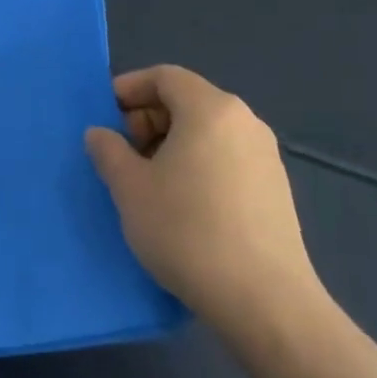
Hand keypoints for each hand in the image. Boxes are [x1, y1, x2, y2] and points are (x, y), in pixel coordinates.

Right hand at [86, 65, 324, 348]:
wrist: (263, 300)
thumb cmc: (186, 230)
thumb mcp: (129, 188)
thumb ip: (108, 151)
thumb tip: (101, 134)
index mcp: (210, 109)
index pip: (165, 76)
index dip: (128, 89)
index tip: (103, 118)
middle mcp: (244, 122)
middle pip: (187, 101)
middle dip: (147, 119)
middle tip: (121, 154)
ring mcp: (266, 156)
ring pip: (206, 131)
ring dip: (170, 145)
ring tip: (146, 183)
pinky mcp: (275, 189)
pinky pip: (225, 158)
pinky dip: (196, 165)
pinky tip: (181, 205)